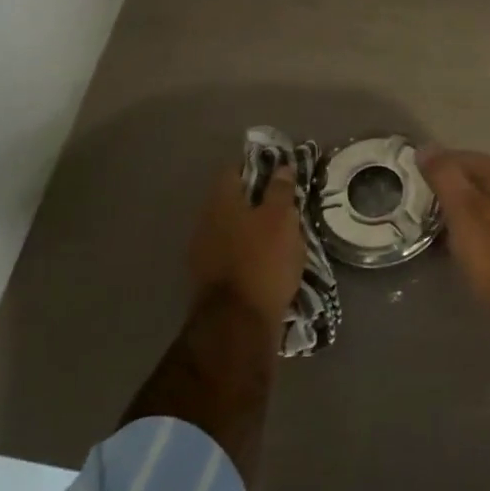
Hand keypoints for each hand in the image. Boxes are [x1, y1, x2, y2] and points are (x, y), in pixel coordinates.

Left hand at [189, 163, 304, 326]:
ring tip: (281, 236)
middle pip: (232, 201)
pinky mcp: (210, 279)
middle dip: (257, 200)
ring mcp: (203, 252)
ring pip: (232, 229)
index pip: (234, 170)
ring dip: (253, 229)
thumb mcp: (281, 219)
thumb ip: (280, 191)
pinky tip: (268, 261)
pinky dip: (249, 253)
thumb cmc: (263, 261)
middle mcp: (205, 222)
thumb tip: (281, 167)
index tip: (280, 172)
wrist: (238, 323)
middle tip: (286, 205)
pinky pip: (232, 254)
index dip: (258, 167)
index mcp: (220, 201)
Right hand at [421, 148, 489, 324]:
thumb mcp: (462, 210)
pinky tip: (458, 246)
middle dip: (453, 185)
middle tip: (423, 197)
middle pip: (482, 181)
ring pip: (488, 206)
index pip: (473, 158)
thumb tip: (426, 148)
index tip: (419, 170)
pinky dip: (472, 230)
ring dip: (462, 209)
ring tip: (435, 221)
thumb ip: (445, 177)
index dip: (445, 159)